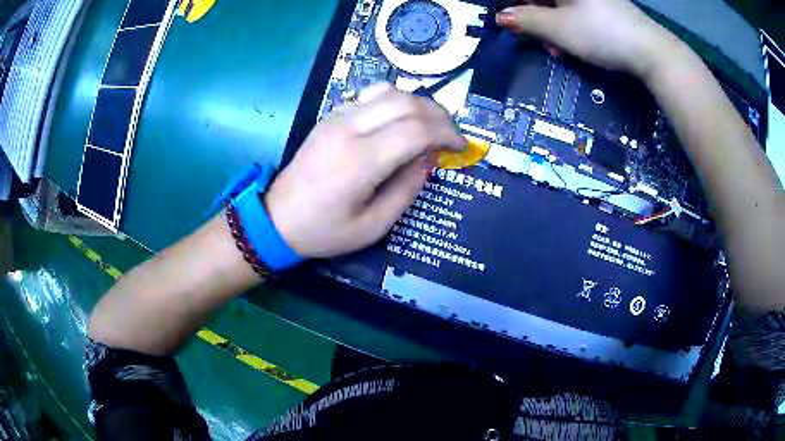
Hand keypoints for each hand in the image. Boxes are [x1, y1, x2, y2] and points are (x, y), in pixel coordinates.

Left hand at [265, 83, 465, 258]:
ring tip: (432, 125)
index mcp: (360, 161)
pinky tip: (400, 121)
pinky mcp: (330, 116)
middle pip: (406, 103)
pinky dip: (395, 102)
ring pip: (388, 92)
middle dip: (439, 115)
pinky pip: (369, 96)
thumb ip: (407, 188)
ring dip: (418, 104)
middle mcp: (348, 129)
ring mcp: (336, 118)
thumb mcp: (373, 226)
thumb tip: (430, 157)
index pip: (416, 130)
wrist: (276, 219)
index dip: (447, 134)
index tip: (461, 147)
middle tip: (452, 134)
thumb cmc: (324, 231)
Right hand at [496, 0, 681, 80]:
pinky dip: (567, 25)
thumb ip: (526, 20)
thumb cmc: (601, 33)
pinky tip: (573, 44)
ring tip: (558, 49)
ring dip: (550, 25)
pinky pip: (574, 10)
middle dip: (533, 16)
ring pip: (557, 5)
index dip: (515, 6)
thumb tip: (502, 17)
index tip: (511, 23)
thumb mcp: (558, 28)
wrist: (650, 50)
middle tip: (538, 38)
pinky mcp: (601, 5)